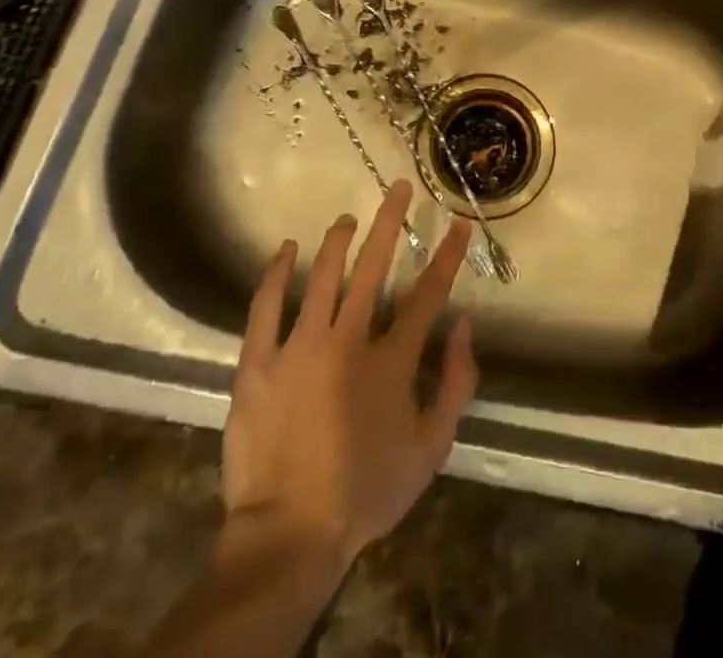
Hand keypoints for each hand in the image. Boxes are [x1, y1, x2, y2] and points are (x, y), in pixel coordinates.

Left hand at [221, 182, 477, 571]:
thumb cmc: (366, 491)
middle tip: (397, 188)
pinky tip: (287, 249)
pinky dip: (276, 273)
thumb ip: (456, 383)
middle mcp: (347, 341)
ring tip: (347, 219)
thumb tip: (465, 324)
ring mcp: (298, 348)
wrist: (289, 535)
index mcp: (390, 361)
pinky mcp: (257, 363)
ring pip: (321, 276)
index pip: (426, 295)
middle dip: (389, 223)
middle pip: (372, 268)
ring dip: (337, 241)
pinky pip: (265, 306)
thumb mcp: (432, 448)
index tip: (457, 224)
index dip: (446, 256)